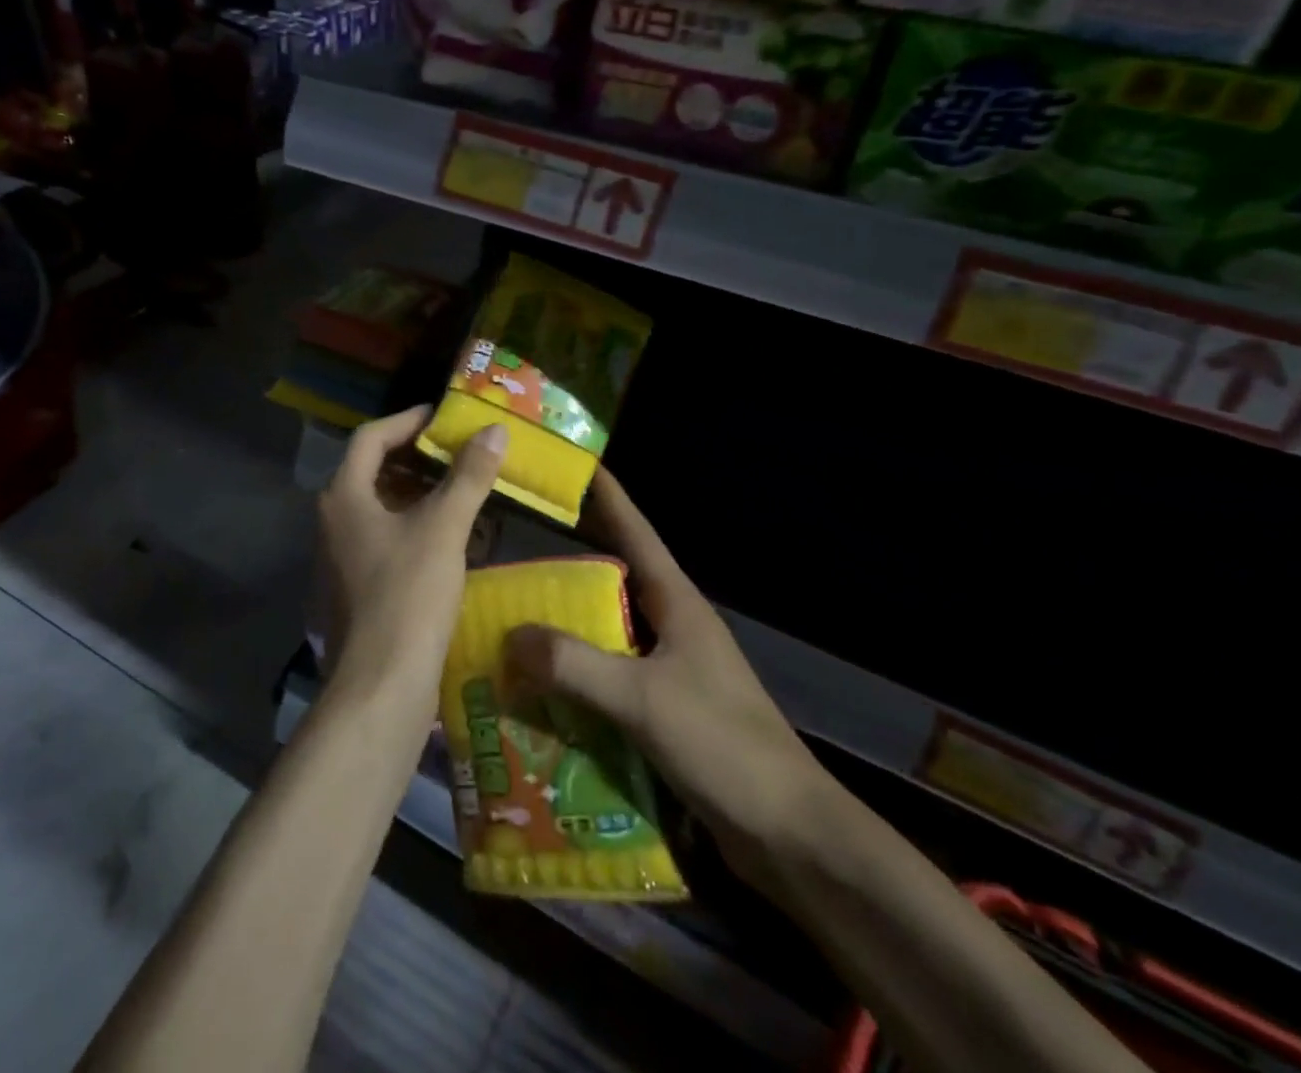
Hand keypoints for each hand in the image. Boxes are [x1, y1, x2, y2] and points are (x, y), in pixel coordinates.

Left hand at [318, 406, 506, 708]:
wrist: (381, 685)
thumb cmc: (407, 595)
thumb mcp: (443, 528)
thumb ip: (468, 476)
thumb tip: (494, 431)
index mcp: (344, 497)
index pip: (371, 438)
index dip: (407, 421)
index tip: (443, 417)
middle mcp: (334, 521)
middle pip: (374, 471)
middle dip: (418, 459)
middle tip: (459, 452)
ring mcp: (342, 557)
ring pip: (383, 508)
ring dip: (421, 495)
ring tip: (463, 490)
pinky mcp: (357, 588)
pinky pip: (387, 540)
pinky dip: (418, 529)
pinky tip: (454, 539)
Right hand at [505, 468, 832, 888]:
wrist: (790, 836)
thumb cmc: (723, 745)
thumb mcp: (642, 699)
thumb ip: (575, 665)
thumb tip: (511, 636)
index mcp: (677, 606)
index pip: (637, 534)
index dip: (609, 498)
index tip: (577, 465)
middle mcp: (673, 629)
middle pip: (613, 583)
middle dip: (568, 568)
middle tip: (514, 557)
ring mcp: (672, 673)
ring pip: (608, 636)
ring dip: (567, 633)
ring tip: (513, 626)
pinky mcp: (667, 714)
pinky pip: (610, 683)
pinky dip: (578, 682)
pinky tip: (541, 694)